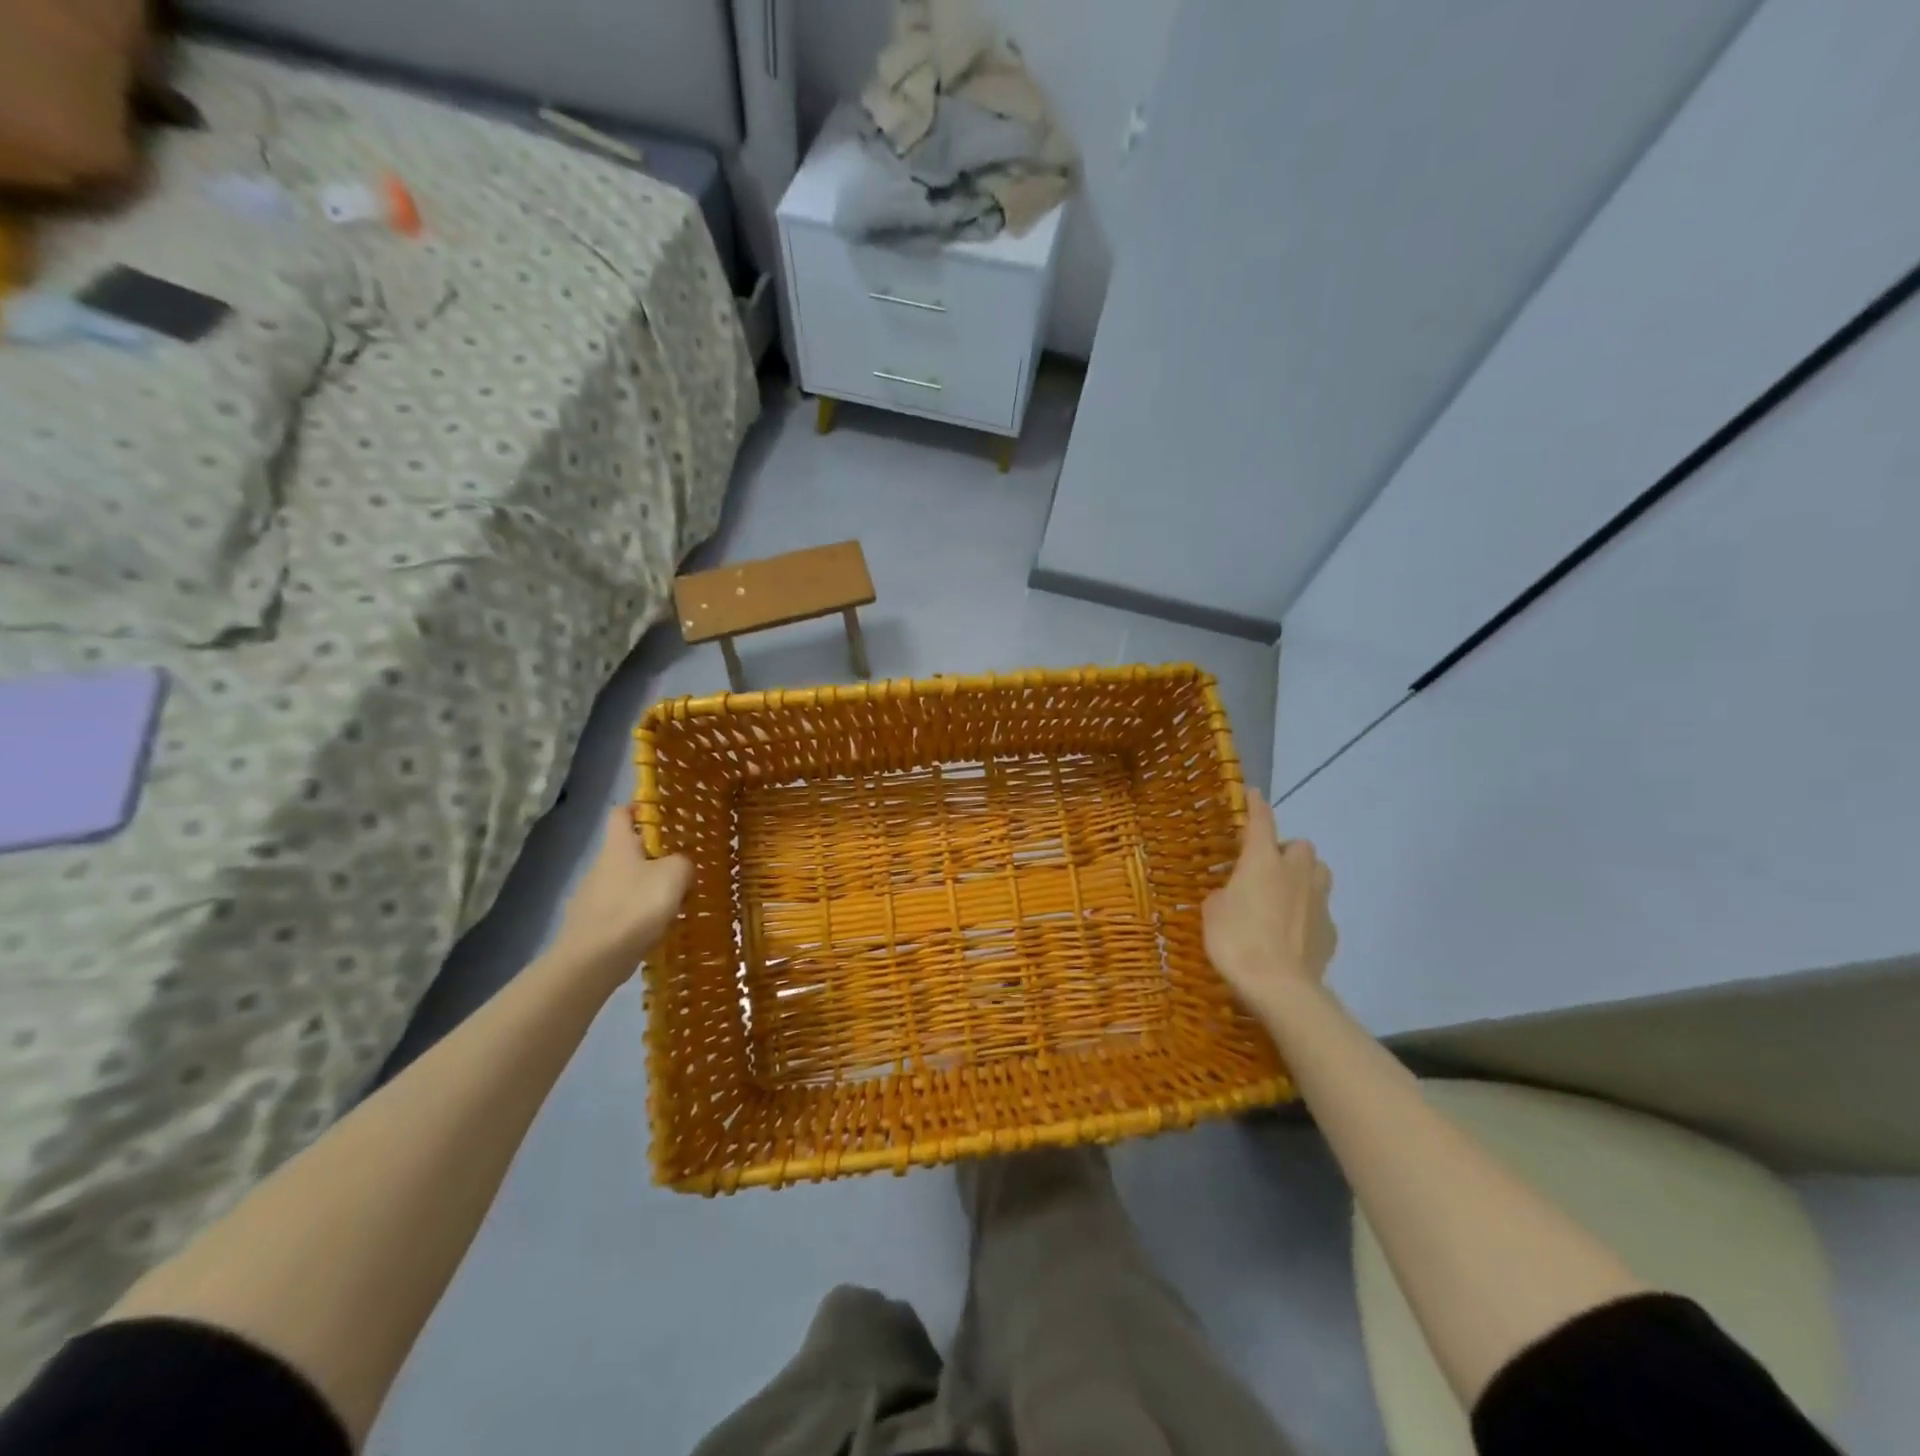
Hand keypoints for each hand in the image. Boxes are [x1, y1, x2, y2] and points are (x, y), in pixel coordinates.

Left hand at [547, 809, 691, 984]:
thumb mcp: (675, 875)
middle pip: (628, 851)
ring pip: (627, 883)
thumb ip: (683, 863)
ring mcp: (592, 897)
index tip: (661, 813)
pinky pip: (622, 912)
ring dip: (648, 889)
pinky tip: (656, 930)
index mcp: (617, 846)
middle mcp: (601, 866)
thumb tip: (681, 867)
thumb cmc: (635, 907)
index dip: (639, 808)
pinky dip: (639, 917)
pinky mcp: (592, 926)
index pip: (621, 813)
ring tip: (675, 903)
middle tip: (683, 866)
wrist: (593, 960)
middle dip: (654, 856)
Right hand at [1203, 796, 1336, 1014]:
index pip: (1261, 821)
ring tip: (1284, 895)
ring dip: (1303, 876)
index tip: (1254, 794)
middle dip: (1285, 852)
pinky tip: (1292, 932)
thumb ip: (1224, 895)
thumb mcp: (1213, 912)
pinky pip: (1320, 910)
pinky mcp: (1331, 930)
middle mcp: (1296, 872)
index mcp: (1262, 861)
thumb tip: (1233, 896)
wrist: (1279, 987)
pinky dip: (1307, 913)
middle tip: (1266, 869)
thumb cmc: (1236, 940)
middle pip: (1300, 846)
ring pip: (1318, 873)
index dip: (1257, 806)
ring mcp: (1318, 901)